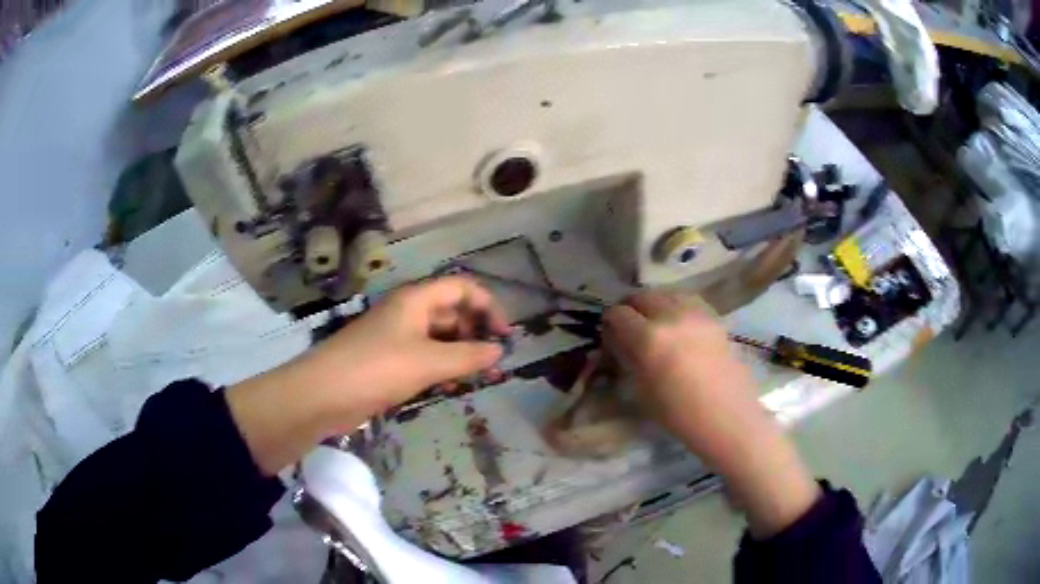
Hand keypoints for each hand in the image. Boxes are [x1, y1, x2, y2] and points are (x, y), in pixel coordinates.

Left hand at [227, 276, 508, 474]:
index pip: (462, 287)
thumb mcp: (428, 361)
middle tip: (493, 364)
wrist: (324, 395)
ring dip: (461, 355)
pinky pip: (425, 358)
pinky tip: (450, 389)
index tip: (505, 336)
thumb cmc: (377, 368)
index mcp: (416, 299)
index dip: (488, 305)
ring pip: (440, 338)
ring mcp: (397, 337)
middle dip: (477, 334)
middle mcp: (408, 312)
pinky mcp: (389, 361)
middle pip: (453, 312)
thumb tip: (499, 351)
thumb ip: (468, 356)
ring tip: (477, 379)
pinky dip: (442, 369)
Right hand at [603, 292, 818, 537]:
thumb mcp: (642, 389)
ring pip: (666, 293)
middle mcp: (671, 315)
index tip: (611, 336)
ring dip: (654, 304)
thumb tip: (618, 340)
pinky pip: (687, 300)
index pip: (619, 314)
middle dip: (631, 309)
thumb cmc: (679, 413)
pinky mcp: (713, 316)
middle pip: (642, 296)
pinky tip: (678, 324)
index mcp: (649, 337)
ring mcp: (696, 312)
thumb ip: (628, 357)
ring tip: (655, 324)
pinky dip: (676, 305)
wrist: (726, 416)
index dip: (610, 324)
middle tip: (630, 328)